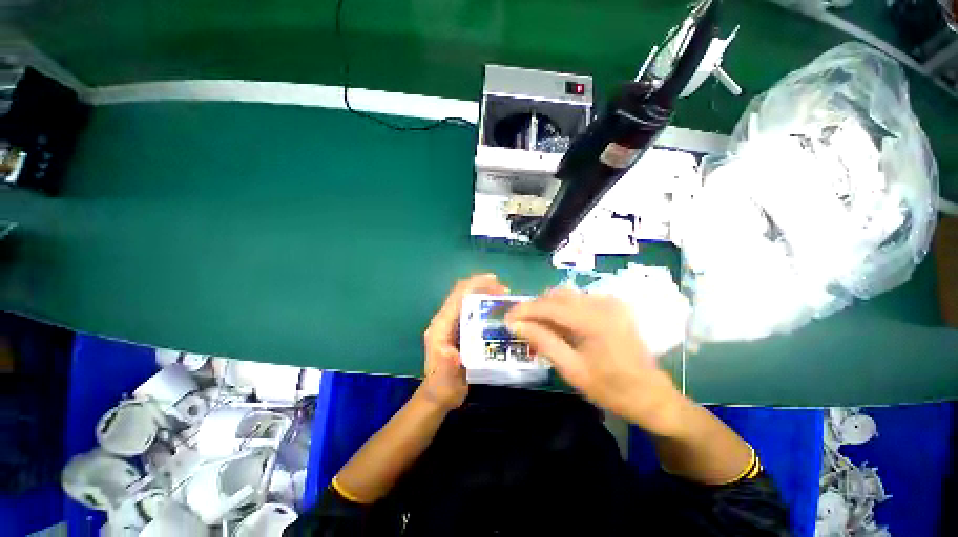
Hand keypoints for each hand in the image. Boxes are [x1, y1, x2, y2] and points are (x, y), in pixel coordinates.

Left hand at [421, 274, 508, 409]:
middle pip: (463, 293)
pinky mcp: (461, 329)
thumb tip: (451, 351)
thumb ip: (446, 365)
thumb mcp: (444, 379)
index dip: (475, 284)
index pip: (457, 296)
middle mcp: (445, 319)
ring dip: (485, 294)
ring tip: (505, 298)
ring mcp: (453, 323)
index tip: (495, 282)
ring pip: (469, 299)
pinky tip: (500, 311)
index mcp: (440, 325)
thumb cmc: (442, 385)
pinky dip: (486, 305)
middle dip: (483, 286)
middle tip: (505, 291)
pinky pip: (473, 310)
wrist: (440, 395)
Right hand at [506, 289, 686, 435]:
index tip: (506, 318)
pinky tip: (557, 325)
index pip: (549, 305)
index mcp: (593, 320)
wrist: (652, 396)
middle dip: (534, 308)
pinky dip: (561, 309)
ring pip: (566, 295)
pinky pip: (577, 300)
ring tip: (535, 325)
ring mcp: (609, 302)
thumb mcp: (572, 370)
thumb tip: (515, 324)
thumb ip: (543, 341)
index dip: (524, 310)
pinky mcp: (611, 306)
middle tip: (518, 324)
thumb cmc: (612, 389)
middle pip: (556, 296)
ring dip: (546, 307)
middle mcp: (601, 303)